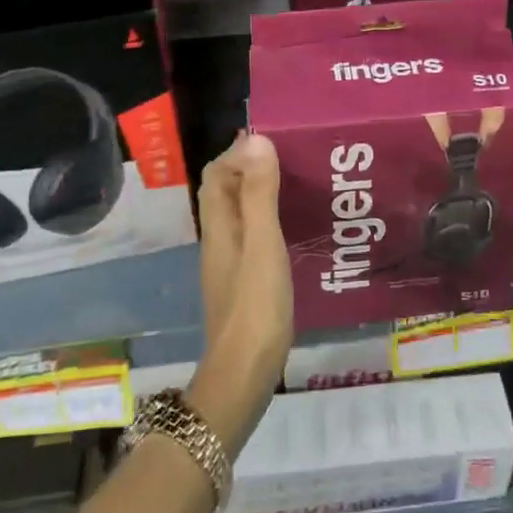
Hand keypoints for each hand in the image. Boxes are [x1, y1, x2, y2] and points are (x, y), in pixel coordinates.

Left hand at [188, 133, 292, 453]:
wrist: (244, 373)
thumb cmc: (255, 305)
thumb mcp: (263, 243)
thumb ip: (260, 194)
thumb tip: (257, 140)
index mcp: (219, 226)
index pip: (216, 175)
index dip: (237, 153)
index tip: (271, 140)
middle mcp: (219, 240)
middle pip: (224, 193)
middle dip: (248, 169)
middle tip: (288, 158)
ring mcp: (229, 265)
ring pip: (238, 216)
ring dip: (259, 194)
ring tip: (296, 185)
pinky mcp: (243, 284)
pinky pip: (251, 238)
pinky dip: (267, 221)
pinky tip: (292, 230)